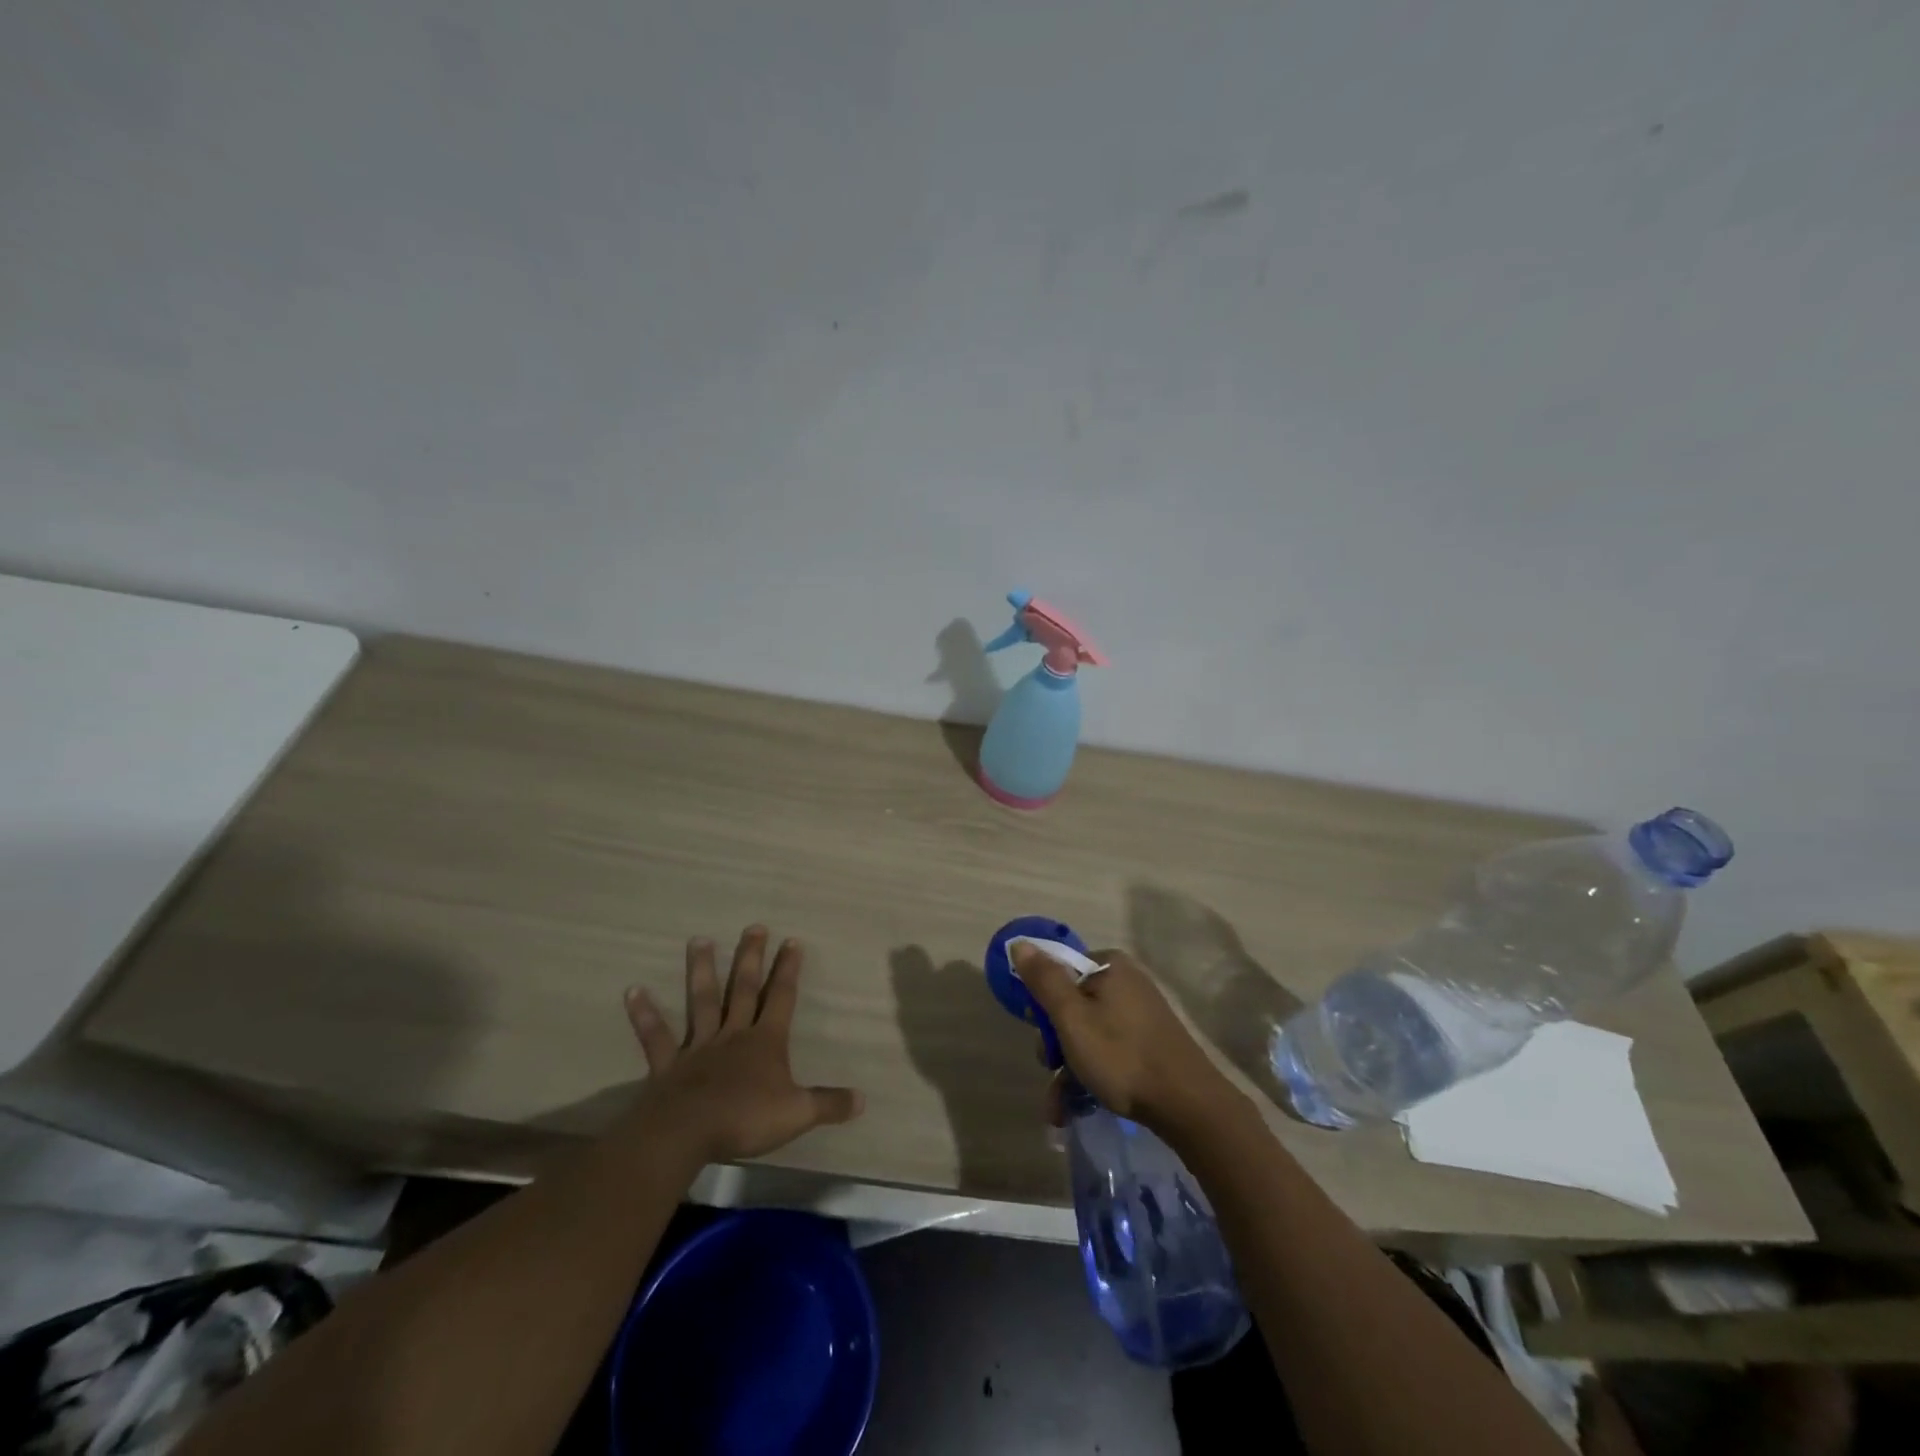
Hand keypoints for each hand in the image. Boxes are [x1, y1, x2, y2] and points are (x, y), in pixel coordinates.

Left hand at [625, 927, 863, 1162]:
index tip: (793, 941)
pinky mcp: (669, 1065)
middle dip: (751, 958)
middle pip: (744, 989)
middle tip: (754, 927)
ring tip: (699, 940)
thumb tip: (863, 1099)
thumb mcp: (797, 1113)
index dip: (788, 970)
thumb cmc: (745, 1118)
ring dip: (701, 971)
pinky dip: (645, 1014)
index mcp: (765, 1042)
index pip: (782, 997)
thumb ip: (829, 1104)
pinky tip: (632, 991)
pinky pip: (657, 1037)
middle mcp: (733, 1034)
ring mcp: (699, 1047)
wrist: (687, 1134)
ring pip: (702, 1001)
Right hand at [1012, 944, 1243, 1133]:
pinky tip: (1075, 1107)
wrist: (1188, 1105)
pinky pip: (1109, 1050)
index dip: (1044, 1004)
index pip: (1060, 972)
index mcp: (1110, 966)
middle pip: (1073, 1005)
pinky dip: (1091, 1074)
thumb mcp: (1072, 1018)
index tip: (1042, 1035)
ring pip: (1088, 1033)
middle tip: (1052, 1070)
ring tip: (1059, 1108)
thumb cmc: (1121, 1056)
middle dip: (1056, 1044)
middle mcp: (1127, 982)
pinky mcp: (1150, 1041)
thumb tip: (1020, 942)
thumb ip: (1044, 980)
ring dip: (1068, 1068)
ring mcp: (1141, 1013)